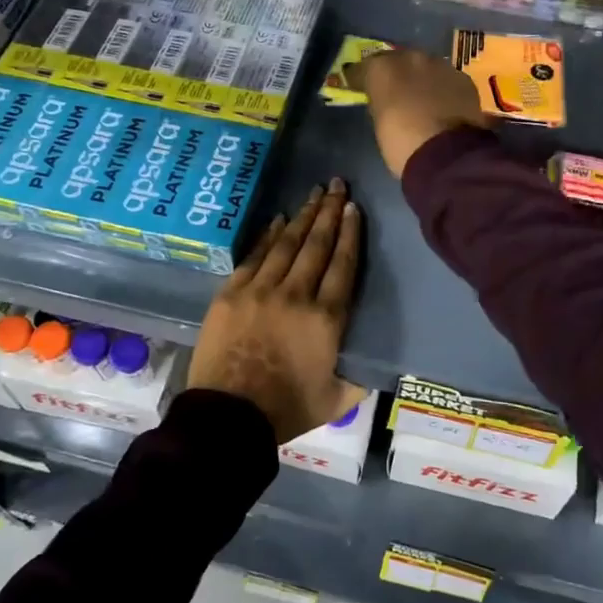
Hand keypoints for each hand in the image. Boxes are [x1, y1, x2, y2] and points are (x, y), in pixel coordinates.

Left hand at [187, 179, 363, 443]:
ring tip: (313, 193)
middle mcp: (296, 294)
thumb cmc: (286, 410)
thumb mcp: (337, 399)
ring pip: (287, 244)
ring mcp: (260, 290)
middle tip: (336, 184)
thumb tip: (375, 363)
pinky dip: (268, 236)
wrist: (227, 418)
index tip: (353, 208)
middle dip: (328, 211)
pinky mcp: (231, 293)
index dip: (349, 233)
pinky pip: (254, 256)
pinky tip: (278, 220)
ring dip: (302, 216)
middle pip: (316, 244)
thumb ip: (359, 376)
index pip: (343, 264)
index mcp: (326, 319)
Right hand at [347, 48, 491, 178]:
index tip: (359, 86)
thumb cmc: (401, 144)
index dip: (362, 78)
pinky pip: (446, 80)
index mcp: (382, 68)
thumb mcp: (379, 123)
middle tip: (394, 90)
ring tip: (420, 97)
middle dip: (395, 73)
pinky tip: (442, 104)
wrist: (447, 155)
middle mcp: (411, 58)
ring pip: (426, 67)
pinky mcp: (463, 79)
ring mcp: (441, 66)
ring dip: (421, 79)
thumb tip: (384, 100)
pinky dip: (442, 89)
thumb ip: (380, 103)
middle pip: (399, 60)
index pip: (365, 67)